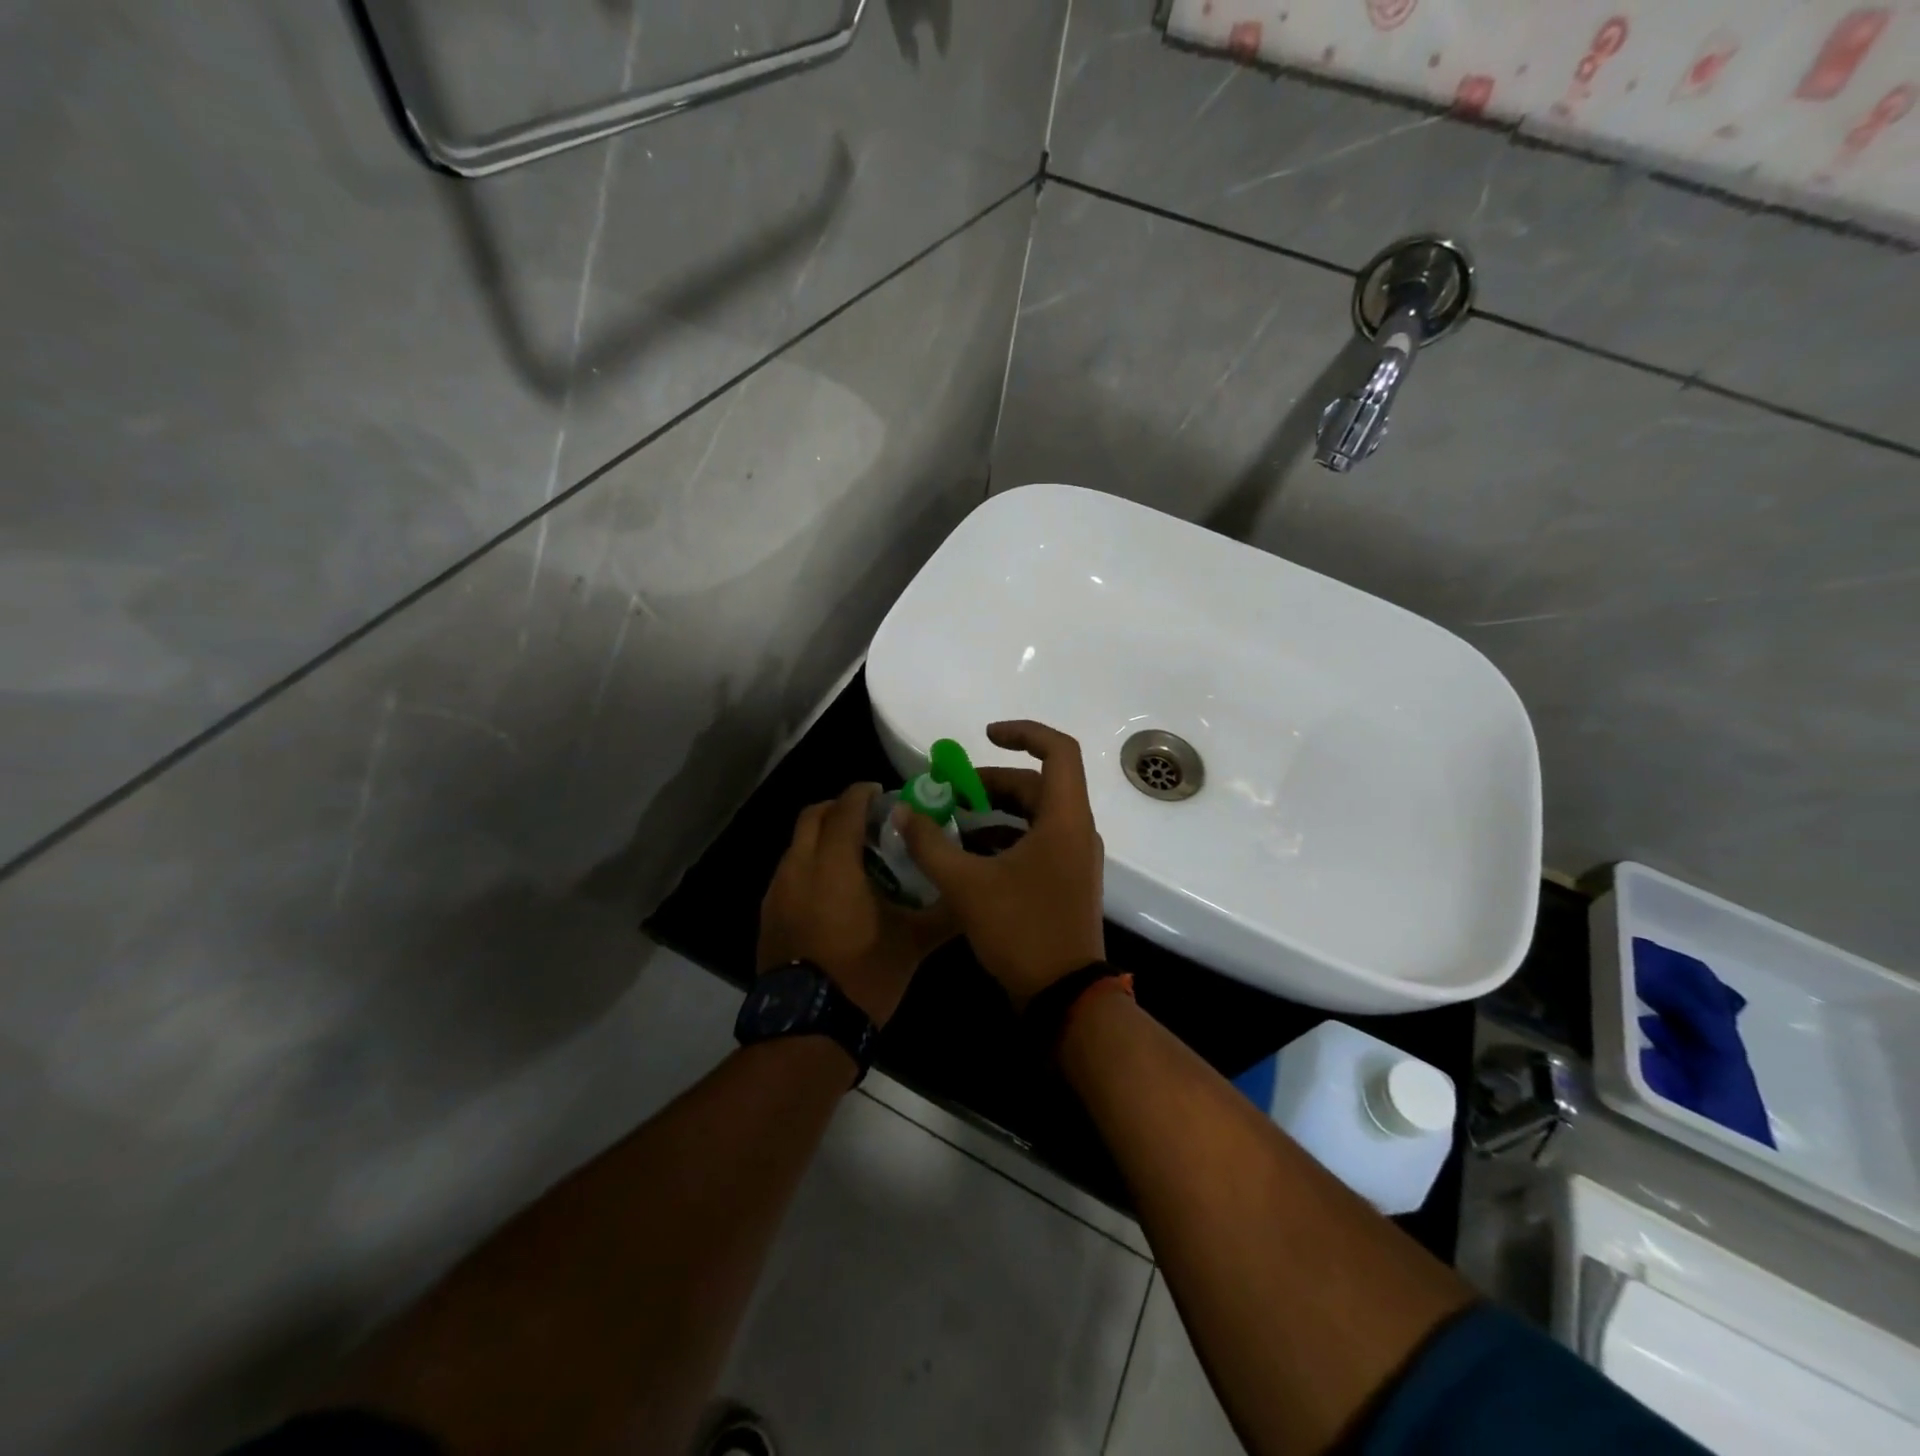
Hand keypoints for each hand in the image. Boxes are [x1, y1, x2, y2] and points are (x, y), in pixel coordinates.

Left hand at [757, 783, 956, 1025]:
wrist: (809, 1028)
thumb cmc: (864, 975)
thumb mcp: (913, 943)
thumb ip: (944, 912)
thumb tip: (971, 893)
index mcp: (833, 865)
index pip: (844, 808)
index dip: (862, 793)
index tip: (882, 793)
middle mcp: (798, 867)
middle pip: (812, 816)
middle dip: (838, 808)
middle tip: (868, 820)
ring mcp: (777, 892)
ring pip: (797, 844)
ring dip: (822, 838)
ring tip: (854, 857)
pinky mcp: (768, 915)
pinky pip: (789, 872)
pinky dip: (810, 865)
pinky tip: (833, 893)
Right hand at [896, 721, 1105, 1010]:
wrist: (1064, 996)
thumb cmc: (1021, 931)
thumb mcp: (966, 885)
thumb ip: (930, 844)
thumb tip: (902, 812)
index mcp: (1064, 819)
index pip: (1058, 751)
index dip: (1023, 733)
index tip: (985, 737)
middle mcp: (1077, 830)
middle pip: (1038, 784)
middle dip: (992, 783)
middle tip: (949, 793)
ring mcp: (1075, 857)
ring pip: (1036, 815)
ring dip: (996, 811)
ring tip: (952, 821)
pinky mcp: (1067, 880)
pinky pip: (1037, 841)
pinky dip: (1005, 837)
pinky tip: (969, 855)